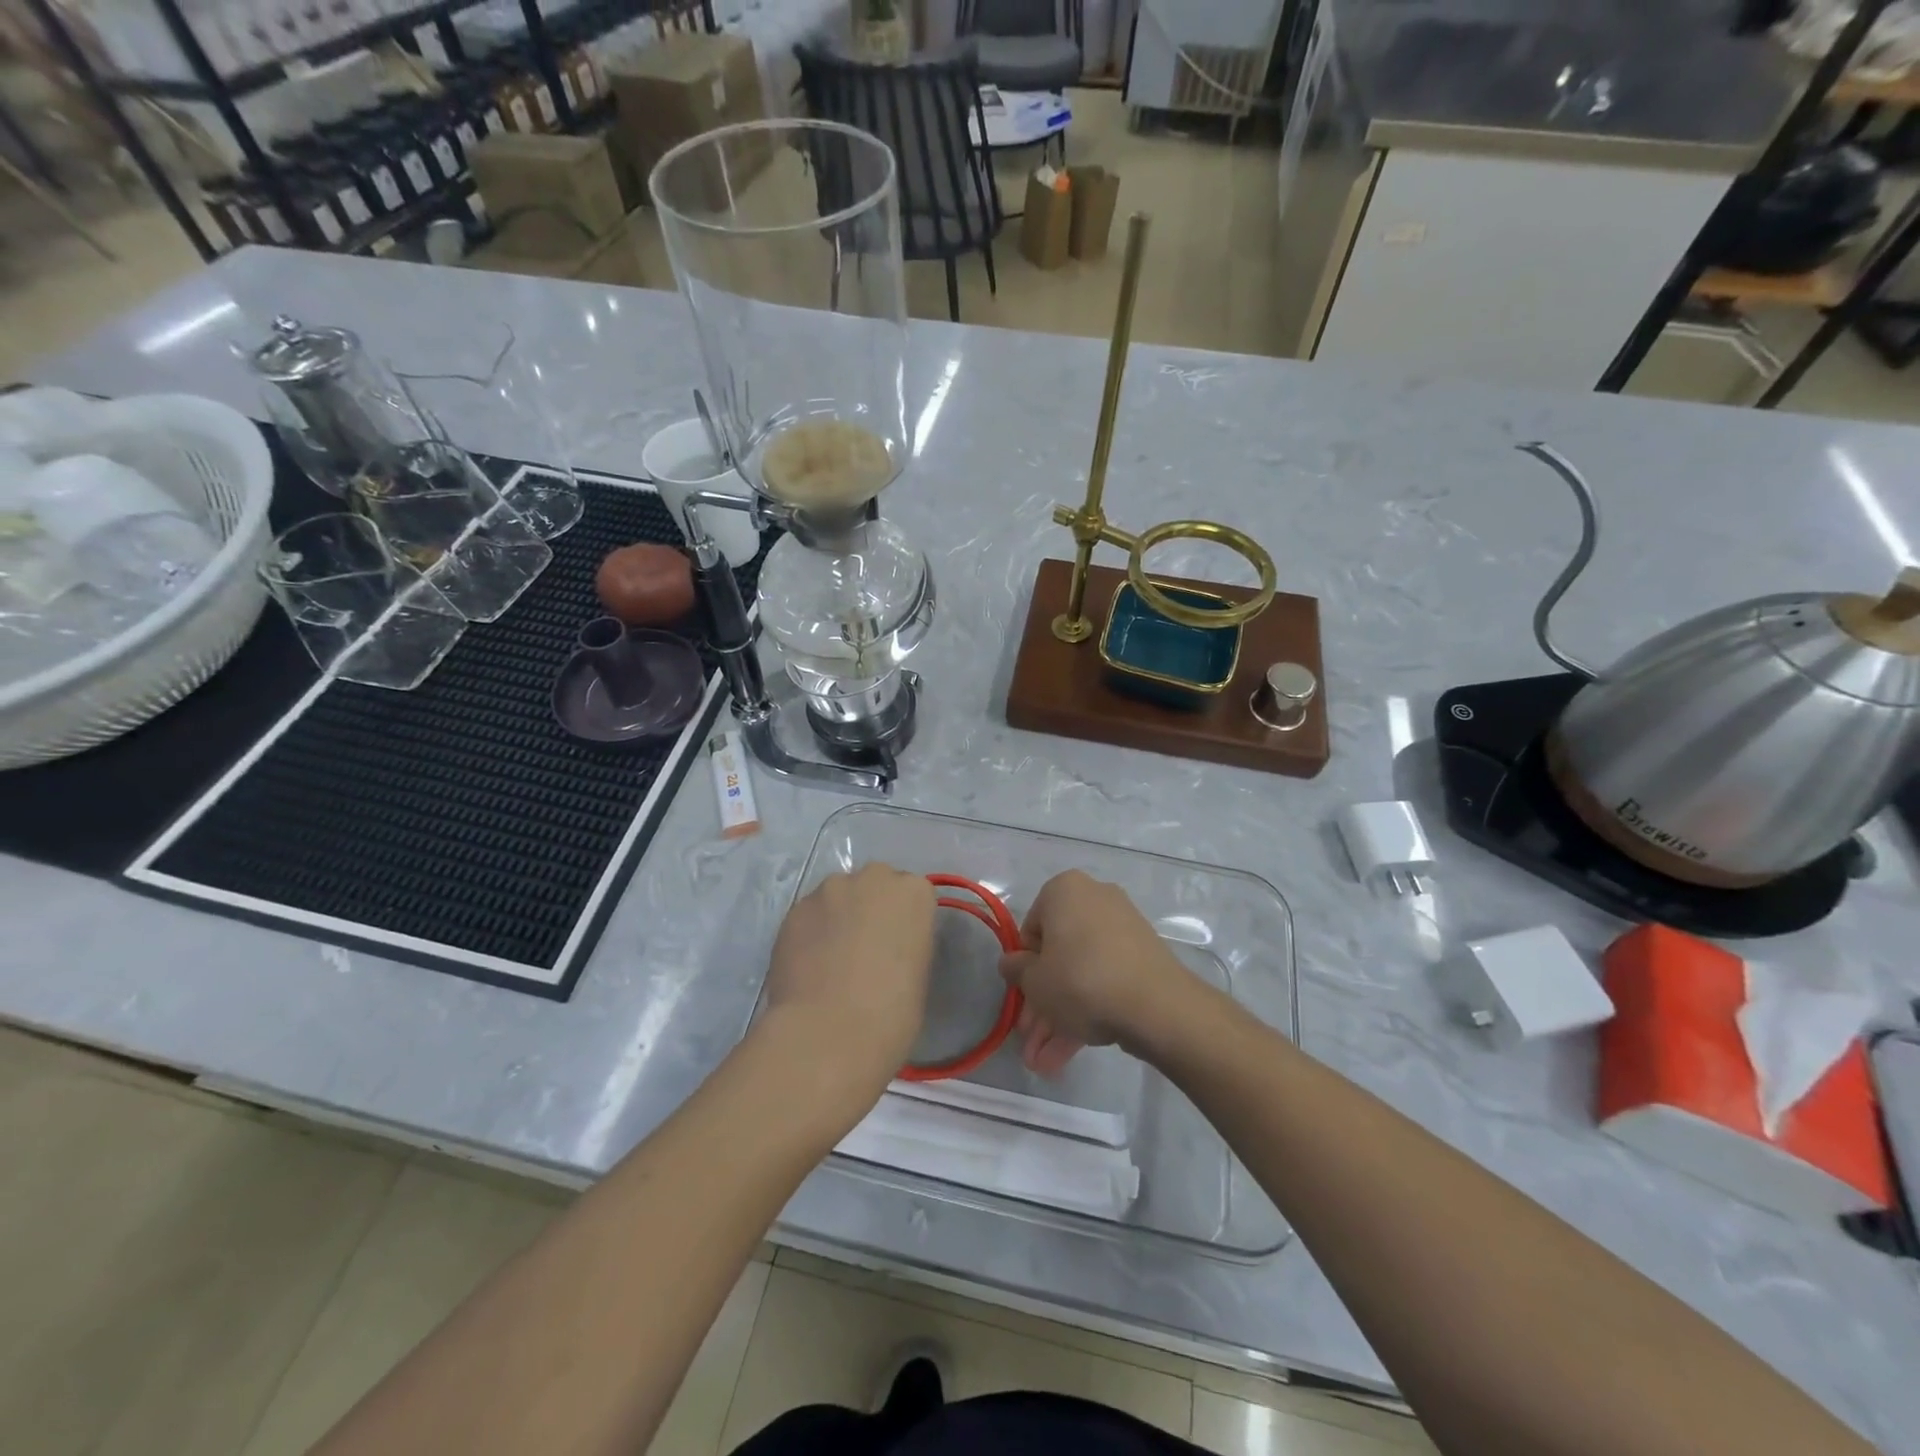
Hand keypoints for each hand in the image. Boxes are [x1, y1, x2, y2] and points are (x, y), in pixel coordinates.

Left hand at [759, 863, 935, 1111]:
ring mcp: (829, 890)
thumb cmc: (891, 1012)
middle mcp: (872, 878)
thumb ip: (906, 944)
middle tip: (866, 949)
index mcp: (913, 893)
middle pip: (875, 885)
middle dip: (871, 908)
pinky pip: (809, 915)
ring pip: (838, 896)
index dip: (905, 921)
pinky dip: (811, 933)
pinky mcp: (794, 909)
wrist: (828, 1033)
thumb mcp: (918, 974)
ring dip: (838, 917)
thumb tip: (887, 948)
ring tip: (831, 959)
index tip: (899, 947)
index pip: (913, 894)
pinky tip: (808, 966)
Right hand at [998, 870, 1195, 1076]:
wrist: (1156, 1005)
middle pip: (1059, 955)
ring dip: (1061, 1015)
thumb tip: (1011, 963)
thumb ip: (1016, 970)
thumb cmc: (1080, 980)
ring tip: (1046, 1063)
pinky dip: (1090, 1009)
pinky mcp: (1143, 956)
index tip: (1022, 999)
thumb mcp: (1034, 981)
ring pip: (1082, 973)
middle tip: (1032, 1040)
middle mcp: (1095, 899)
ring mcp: (1123, 928)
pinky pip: (1106, 979)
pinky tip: (1072, 1051)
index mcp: (1064, 890)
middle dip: (1042, 1002)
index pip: (1031, 929)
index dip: (1024, 968)